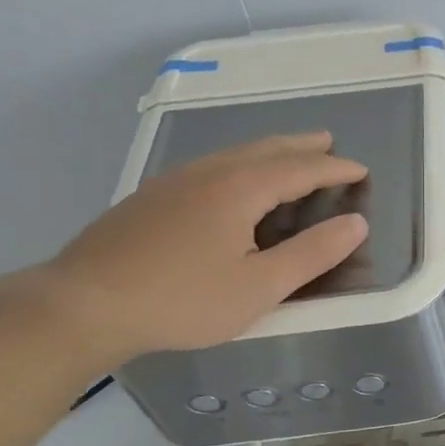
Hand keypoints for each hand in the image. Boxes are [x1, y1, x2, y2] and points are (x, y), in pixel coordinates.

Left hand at [44, 132, 368, 363]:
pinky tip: (231, 181)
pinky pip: (211, 166)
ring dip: (270, 151)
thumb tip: (356, 223)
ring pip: (234, 154)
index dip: (334, 168)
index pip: (301, 168)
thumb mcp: (261, 286)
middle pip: (266, 149)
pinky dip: (240, 163)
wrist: (83, 304)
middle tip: (328, 142)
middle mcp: (210, 172)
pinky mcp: (150, 197)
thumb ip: (313, 253)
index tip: (361, 169)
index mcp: (241, 188)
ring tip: (288, 155)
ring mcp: (175, 181)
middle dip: (302, 146)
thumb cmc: (183, 299)